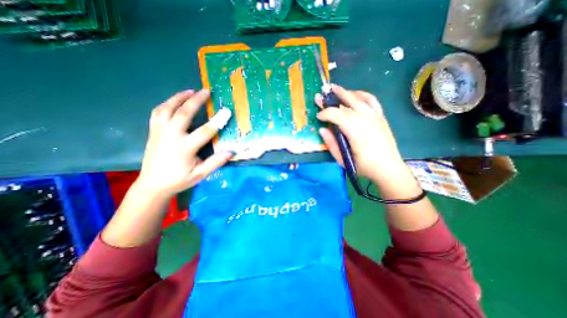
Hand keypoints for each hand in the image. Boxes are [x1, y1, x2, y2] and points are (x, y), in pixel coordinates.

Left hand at [136, 90, 232, 196]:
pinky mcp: (153, 132)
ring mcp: (160, 132)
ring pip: (167, 109)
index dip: (218, 121)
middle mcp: (171, 136)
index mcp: (185, 148)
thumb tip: (230, 152)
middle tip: (206, 91)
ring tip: (190, 91)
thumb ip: (215, 162)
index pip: (205, 131)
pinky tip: (174, 101)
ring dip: (179, 98)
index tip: (226, 112)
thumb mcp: (200, 174)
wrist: (153, 184)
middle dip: (196, 101)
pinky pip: (157, 112)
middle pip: (184, 113)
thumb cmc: (179, 179)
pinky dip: (166, 103)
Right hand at [317, 85, 404, 182]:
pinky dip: (361, 94)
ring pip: (359, 98)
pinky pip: (371, 100)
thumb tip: (322, 129)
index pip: (337, 115)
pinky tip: (354, 94)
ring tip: (335, 89)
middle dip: (332, 98)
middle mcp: (366, 119)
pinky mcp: (380, 116)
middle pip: (347, 103)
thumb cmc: (364, 166)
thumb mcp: (343, 160)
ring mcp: (375, 116)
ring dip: (345, 92)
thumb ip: (331, 144)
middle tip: (321, 95)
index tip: (318, 116)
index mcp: (356, 131)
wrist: (388, 168)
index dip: (326, 113)